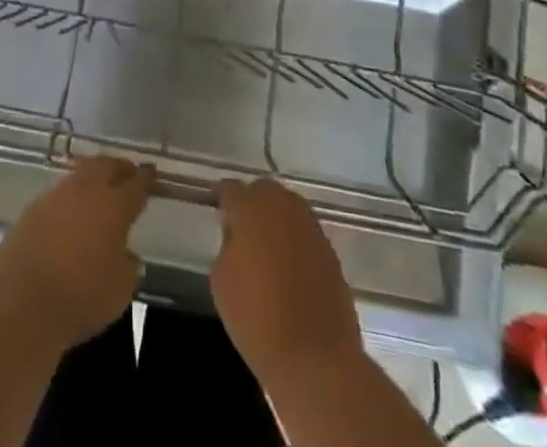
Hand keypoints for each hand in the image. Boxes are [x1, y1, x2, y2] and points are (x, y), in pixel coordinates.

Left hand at [0, 155, 155, 349]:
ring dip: (93, 177)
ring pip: (81, 174)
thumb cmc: (80, 298)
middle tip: (127, 173)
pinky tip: (71, 212)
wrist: (20, 303)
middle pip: (106, 166)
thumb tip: (127, 255)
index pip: (136, 184)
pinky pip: (59, 193)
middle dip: (119, 167)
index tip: (152, 172)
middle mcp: (86, 191)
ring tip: (100, 189)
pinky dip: (71, 196)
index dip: (146, 178)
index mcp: (114, 205)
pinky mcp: (32, 209)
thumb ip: (128, 267)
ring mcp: (56, 196)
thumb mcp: (119, 292)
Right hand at [211, 179, 362, 389]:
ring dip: (276, 220)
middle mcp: (282, 205)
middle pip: (263, 190)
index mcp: (251, 208)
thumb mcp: (221, 280)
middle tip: (243, 230)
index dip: (222, 198)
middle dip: (252, 203)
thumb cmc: (257, 318)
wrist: (314, 357)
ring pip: (287, 208)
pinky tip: (289, 268)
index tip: (217, 208)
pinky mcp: (330, 249)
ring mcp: (310, 225)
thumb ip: (228, 245)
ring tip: (267, 248)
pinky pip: (305, 233)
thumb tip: (239, 237)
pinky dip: (295, 241)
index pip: (231, 189)